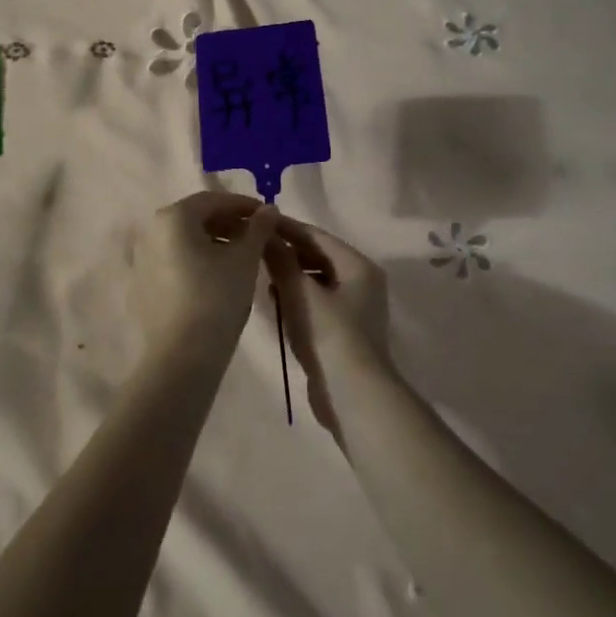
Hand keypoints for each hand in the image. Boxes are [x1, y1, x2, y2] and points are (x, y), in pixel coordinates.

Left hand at [129, 191, 280, 362]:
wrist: (183, 355)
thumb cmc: (217, 297)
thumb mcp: (244, 259)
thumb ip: (257, 228)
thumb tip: (269, 209)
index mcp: (174, 217)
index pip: (214, 200)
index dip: (244, 205)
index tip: (268, 216)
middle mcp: (152, 231)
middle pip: (197, 218)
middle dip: (229, 224)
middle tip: (258, 236)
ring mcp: (143, 259)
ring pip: (186, 240)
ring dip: (215, 242)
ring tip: (242, 257)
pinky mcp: (143, 285)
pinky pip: (175, 261)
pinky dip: (198, 261)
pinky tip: (219, 277)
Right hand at [264, 216, 391, 442]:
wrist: (352, 394)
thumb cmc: (329, 334)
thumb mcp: (300, 292)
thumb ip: (281, 260)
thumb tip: (265, 234)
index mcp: (358, 266)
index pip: (316, 236)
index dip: (286, 228)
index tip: (256, 221)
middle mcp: (361, 282)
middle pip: (318, 256)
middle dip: (287, 252)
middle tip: (253, 247)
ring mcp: (354, 308)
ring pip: (316, 281)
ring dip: (290, 275)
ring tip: (259, 272)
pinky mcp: (343, 331)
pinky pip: (316, 303)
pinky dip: (296, 298)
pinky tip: (274, 301)